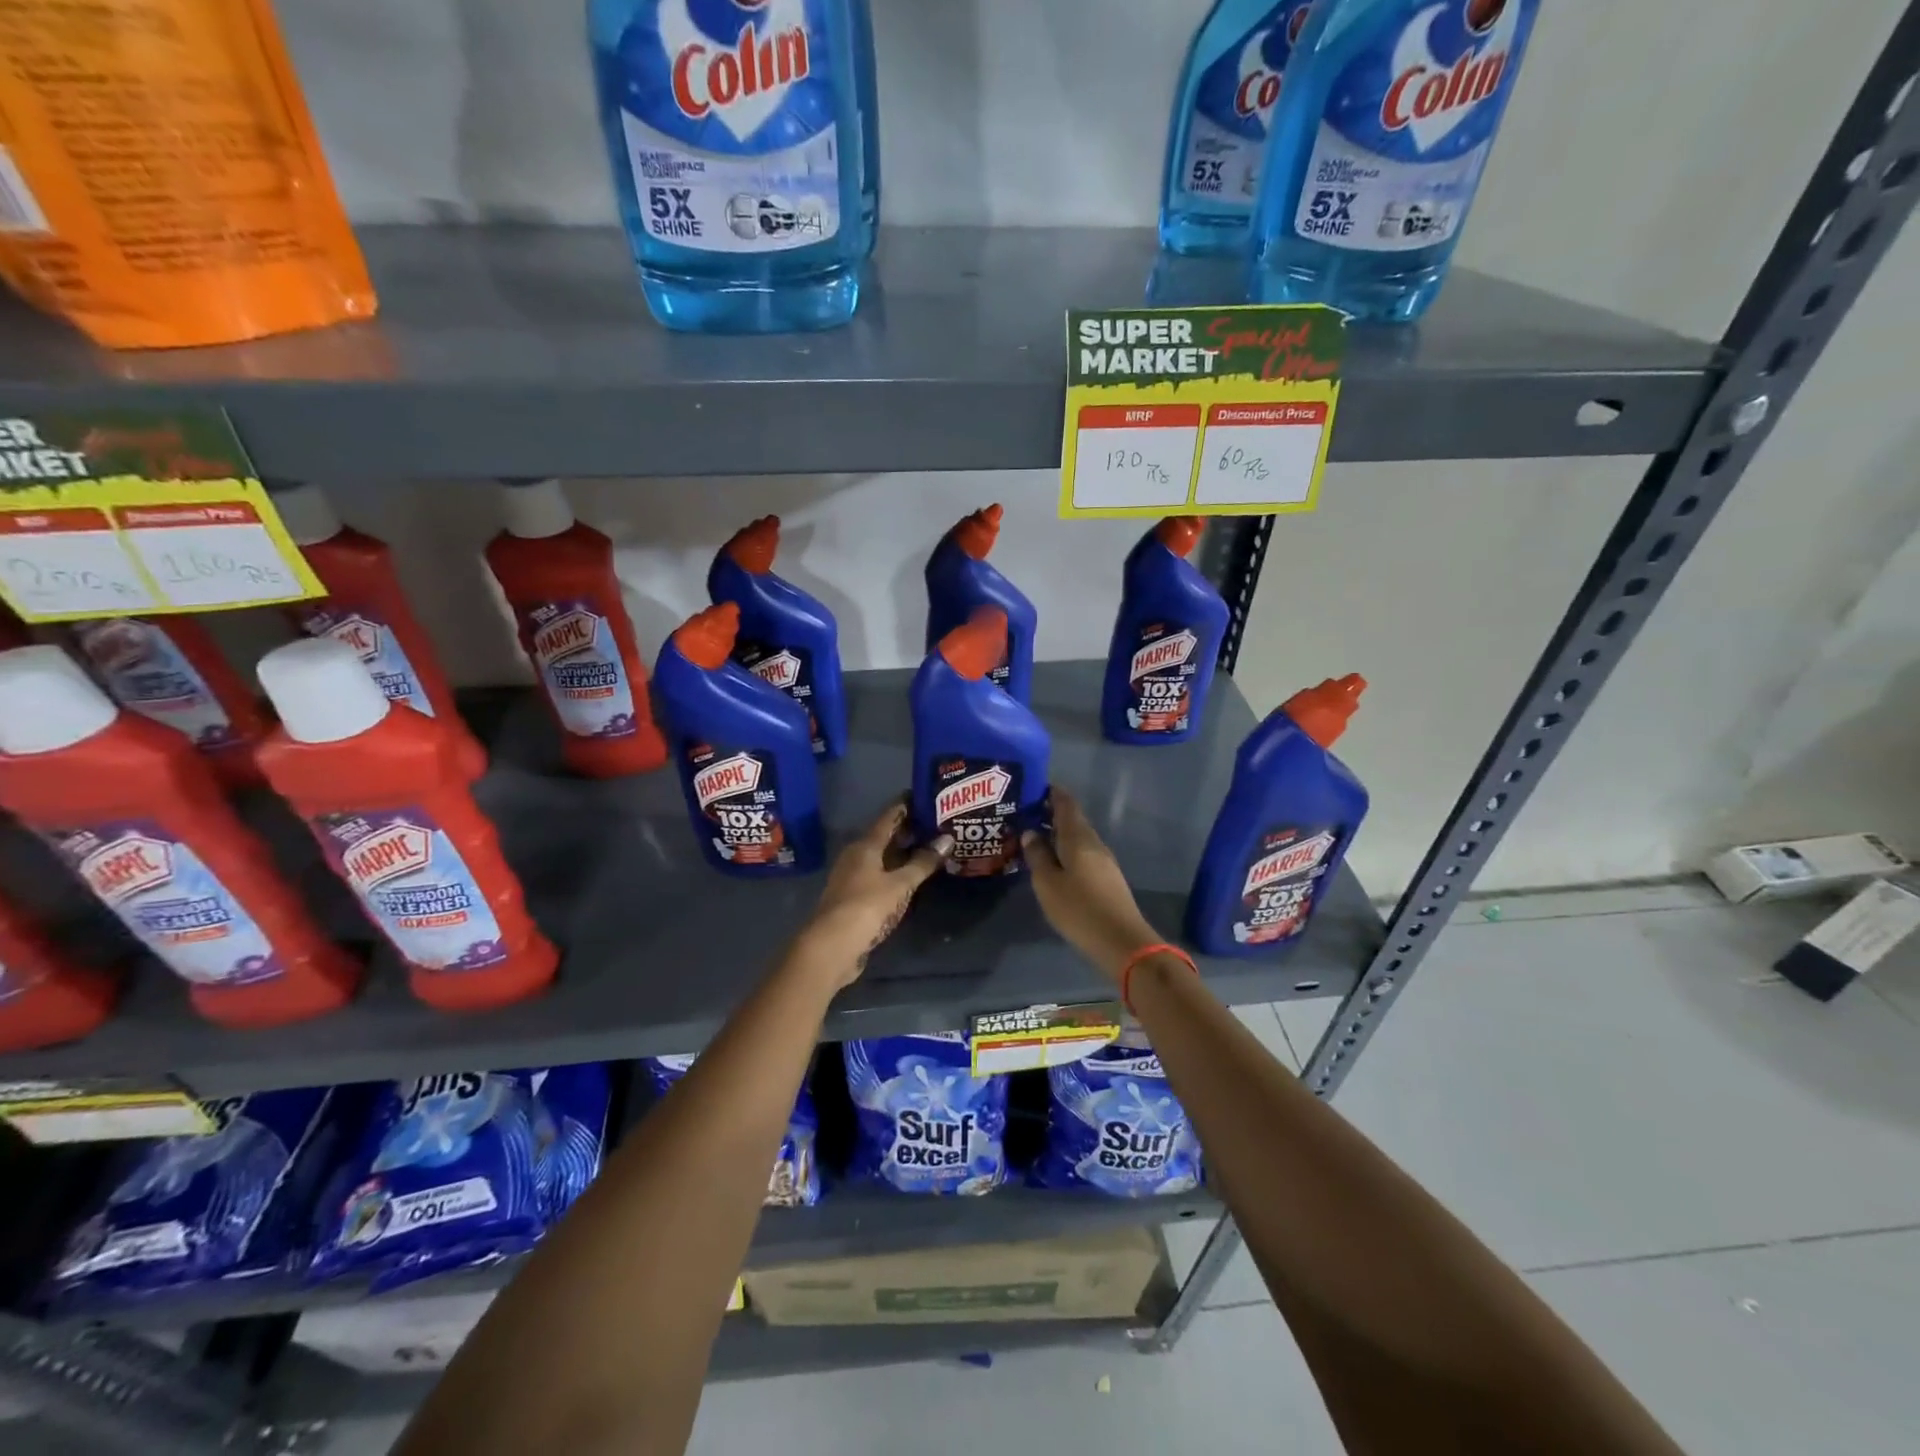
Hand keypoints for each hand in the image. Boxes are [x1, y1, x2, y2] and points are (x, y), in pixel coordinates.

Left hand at [792, 802, 952, 987]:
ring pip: (883, 857)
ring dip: (904, 853)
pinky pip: (880, 876)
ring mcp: (853, 878)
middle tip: (939, 823)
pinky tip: (913, 877)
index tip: (928, 794)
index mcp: (865, 845)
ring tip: (932, 848)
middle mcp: (856, 856)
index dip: (907, 804)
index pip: (889, 815)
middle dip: (910, 829)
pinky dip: (897, 872)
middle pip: (886, 836)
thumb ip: (923, 862)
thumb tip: (947, 839)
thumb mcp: (900, 884)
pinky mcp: (855, 899)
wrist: (831, 947)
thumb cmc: (867, 907)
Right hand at [1021, 788, 1161, 981]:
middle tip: (1023, 813)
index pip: (1065, 802)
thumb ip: (1037, 855)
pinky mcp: (1106, 877)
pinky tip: (1052, 860)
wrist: (1121, 941)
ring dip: (1057, 832)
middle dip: (1049, 812)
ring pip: (1077, 837)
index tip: (1030, 787)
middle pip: (1072, 818)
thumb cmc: (1079, 909)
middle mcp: (1093, 842)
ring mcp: (1103, 860)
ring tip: (1032, 836)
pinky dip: (1065, 849)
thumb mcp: (1048, 883)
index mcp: (1078, 837)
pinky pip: (1082, 852)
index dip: (1049, 792)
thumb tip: (1030, 831)